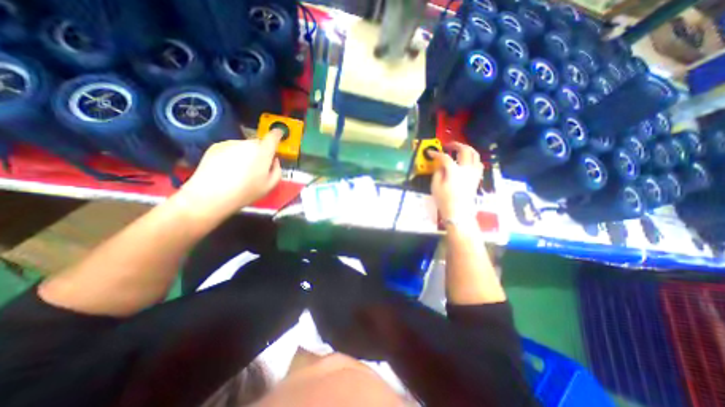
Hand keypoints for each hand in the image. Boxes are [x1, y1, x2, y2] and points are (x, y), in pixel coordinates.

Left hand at [177, 131, 284, 217]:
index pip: (273, 136)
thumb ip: (277, 170)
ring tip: (240, 171)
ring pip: (244, 146)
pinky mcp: (216, 146)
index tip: (279, 134)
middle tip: (257, 168)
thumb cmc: (245, 192)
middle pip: (258, 143)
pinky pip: (231, 148)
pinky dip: (233, 155)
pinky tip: (228, 169)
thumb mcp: (270, 186)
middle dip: (261, 152)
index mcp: (263, 152)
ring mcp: (230, 143)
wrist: (210, 195)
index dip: (278, 134)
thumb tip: (274, 161)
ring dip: (246, 154)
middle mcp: (247, 143)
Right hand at [429, 141, 479, 220]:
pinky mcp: (476, 177)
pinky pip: (478, 163)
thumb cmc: (444, 200)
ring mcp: (473, 173)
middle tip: (448, 146)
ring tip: (459, 150)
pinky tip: (467, 161)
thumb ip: (437, 172)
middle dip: (456, 145)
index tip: (430, 153)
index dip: (436, 153)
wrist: (458, 212)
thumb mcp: (435, 186)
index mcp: (454, 171)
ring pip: (475, 154)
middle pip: (464, 150)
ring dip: (467, 149)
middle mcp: (466, 169)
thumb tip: (440, 165)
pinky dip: (473, 158)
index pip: (445, 157)